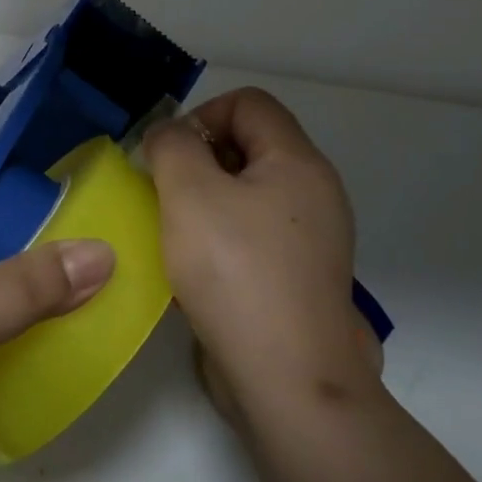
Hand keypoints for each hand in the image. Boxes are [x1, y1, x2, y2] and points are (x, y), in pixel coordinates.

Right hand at [143, 89, 378, 422]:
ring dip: (206, 200)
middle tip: (166, 194)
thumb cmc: (235, 272)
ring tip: (176, 232)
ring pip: (249, 191)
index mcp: (298, 162)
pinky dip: (222, 235)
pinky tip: (197, 267)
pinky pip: (255, 232)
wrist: (287, 378)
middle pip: (250, 144)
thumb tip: (171, 134)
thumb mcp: (189, 193)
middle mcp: (315, 192)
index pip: (249, 102)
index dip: (201, 115)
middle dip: (199, 158)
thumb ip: (172, 145)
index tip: (169, 156)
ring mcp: (312, 238)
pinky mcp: (299, 275)